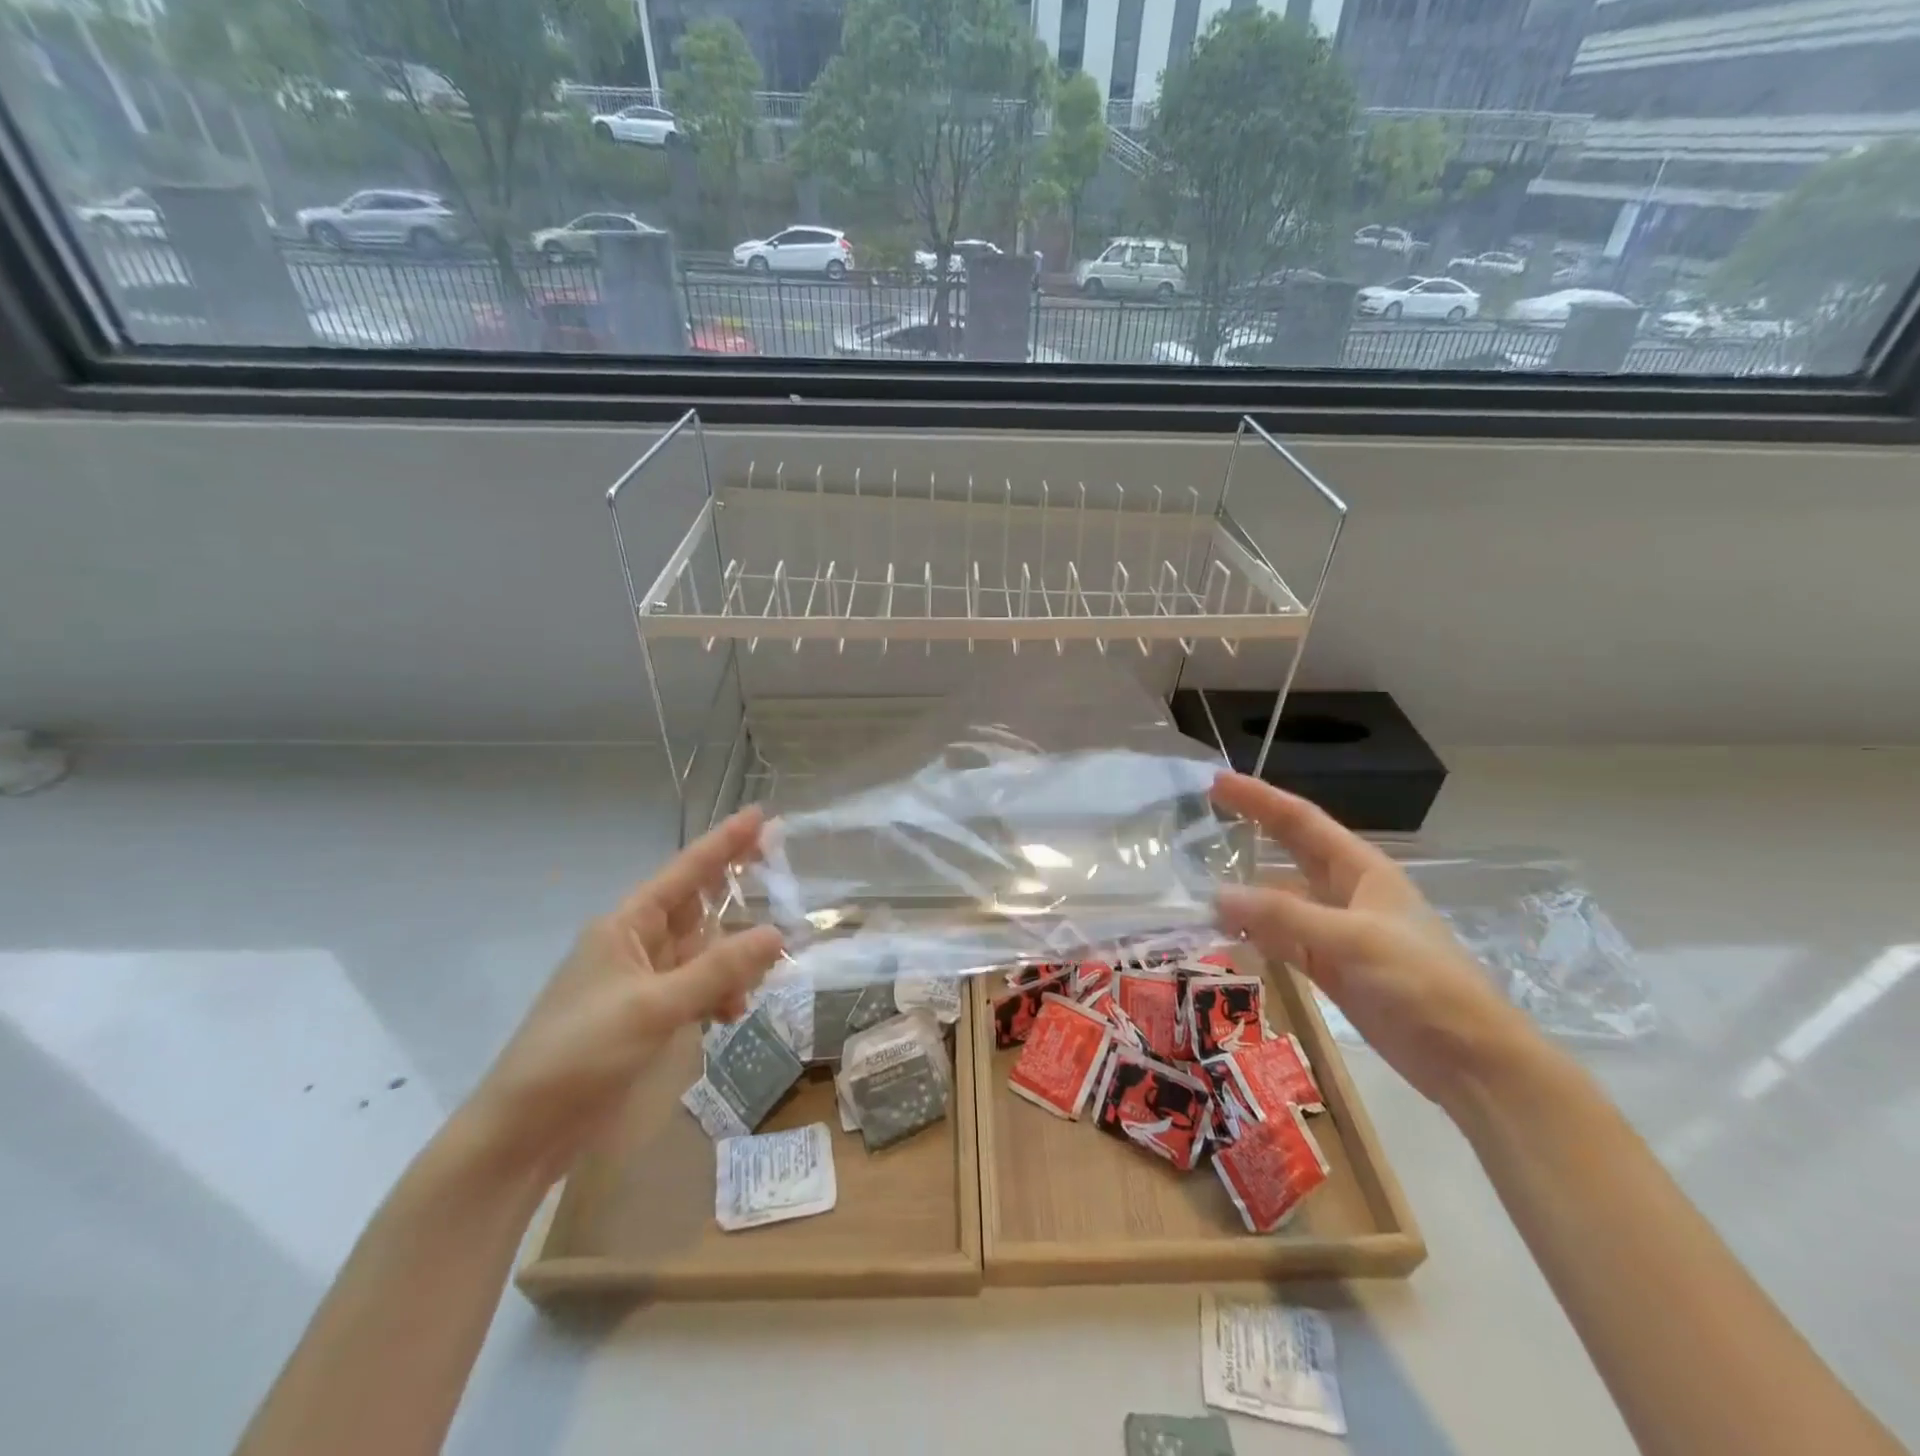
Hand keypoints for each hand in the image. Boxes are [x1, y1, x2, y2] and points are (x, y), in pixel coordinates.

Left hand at [461, 808, 782, 1182]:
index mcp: (626, 926)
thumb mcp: (654, 1006)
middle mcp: (635, 945)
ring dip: (730, 965)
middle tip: (783, 888)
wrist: (523, 1132)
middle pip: (698, 911)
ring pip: (703, 954)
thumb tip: (776, 934)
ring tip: (752, 987)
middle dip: (736, 906)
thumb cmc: (580, 1053)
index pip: (685, 872)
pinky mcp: (646, 1017)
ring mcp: (641, 982)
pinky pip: (696, 989)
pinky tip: (730, 1015)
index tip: (760, 815)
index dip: (724, 843)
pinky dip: (717, 996)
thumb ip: (718, 970)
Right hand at [1210, 773, 1534, 1109]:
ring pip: (1278, 900)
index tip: (1216, 781)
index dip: (1258, 798)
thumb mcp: (1352, 940)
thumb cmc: (1421, 983)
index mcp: (1360, 869)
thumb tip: (1217, 896)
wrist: (1469, 1059)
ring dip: (1243, 892)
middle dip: (1247, 833)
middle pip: (1287, 853)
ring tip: (1195, 883)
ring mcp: (1335, 931)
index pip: (1299, 821)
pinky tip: (1223, 933)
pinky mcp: (1328, 967)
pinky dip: (1252, 934)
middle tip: (1197, 821)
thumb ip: (1283, 917)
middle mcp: (1344, 892)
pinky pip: (1280, 939)